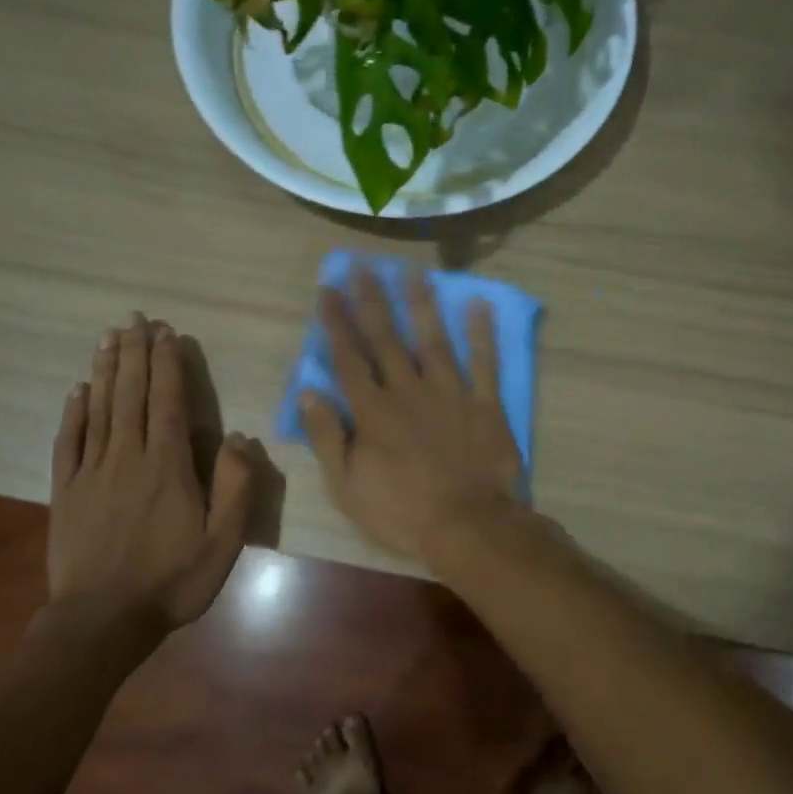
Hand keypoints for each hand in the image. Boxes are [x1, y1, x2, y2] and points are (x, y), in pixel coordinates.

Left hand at [48, 315, 254, 629]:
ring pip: (100, 409)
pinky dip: (74, 412)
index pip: (168, 403)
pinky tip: (78, 390)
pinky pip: (69, 441)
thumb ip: (235, 488)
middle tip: (134, 319)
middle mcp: (128, 457)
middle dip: (135, 354)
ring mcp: (92, 472)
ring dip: (106, 370)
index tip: (166, 333)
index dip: (168, 365)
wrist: (102, 621)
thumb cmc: (172, 582)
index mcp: (168, 467)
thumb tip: (237, 438)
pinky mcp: (66, 491)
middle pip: (131, 395)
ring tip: (109, 337)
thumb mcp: (223, 543)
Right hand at [299, 266, 523, 562]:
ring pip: (433, 341)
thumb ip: (327, 437)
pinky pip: (484, 363)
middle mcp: (408, 391)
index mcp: (373, 412)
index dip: (336, 323)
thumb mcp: (347, 485)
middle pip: (387, 339)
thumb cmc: (400, 512)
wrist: (467, 526)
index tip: (327, 290)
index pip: (348, 359)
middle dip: (372, 301)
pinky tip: (478, 305)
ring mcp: (450, 394)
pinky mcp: (484, 405)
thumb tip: (308, 393)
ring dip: (421, 305)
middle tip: (363, 267)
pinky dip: (482, 334)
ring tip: (413, 273)